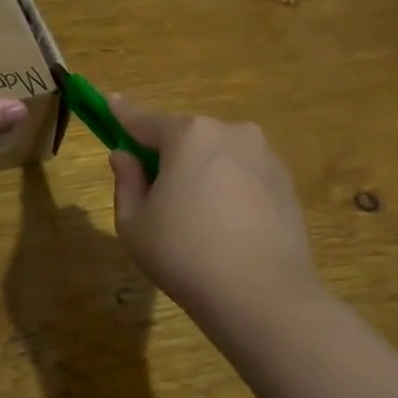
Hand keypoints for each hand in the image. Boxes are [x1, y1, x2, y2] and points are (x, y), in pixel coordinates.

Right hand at [105, 95, 320, 337]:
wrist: (263, 295)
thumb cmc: (184, 255)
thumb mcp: (134, 223)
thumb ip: (126, 181)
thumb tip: (125, 156)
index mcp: (188, 136)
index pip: (144, 120)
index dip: (123, 114)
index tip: (110, 101)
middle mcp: (229, 132)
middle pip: (186, 136)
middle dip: (167, 153)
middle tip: (154, 188)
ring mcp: (264, 155)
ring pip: (218, 154)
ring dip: (201, 170)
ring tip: (195, 215)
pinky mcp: (286, 182)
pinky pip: (244, 174)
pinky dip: (229, 187)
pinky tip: (225, 224)